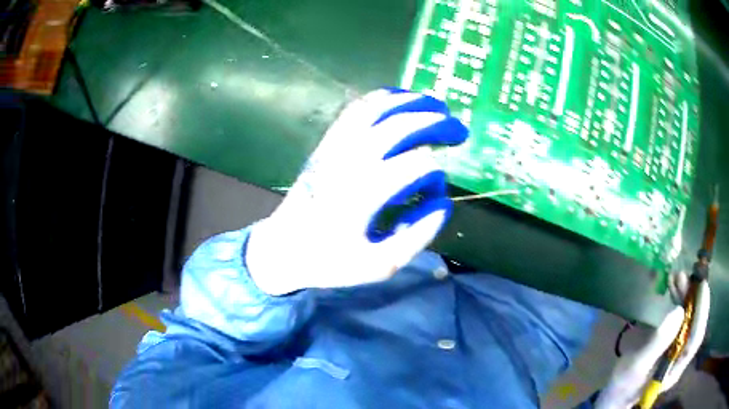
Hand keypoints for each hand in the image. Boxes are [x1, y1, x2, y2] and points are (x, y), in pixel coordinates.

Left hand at [246, 88, 467, 294]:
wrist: (283, 248)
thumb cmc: (331, 261)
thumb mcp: (379, 266)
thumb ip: (417, 236)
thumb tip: (443, 202)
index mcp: (363, 196)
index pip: (415, 167)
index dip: (435, 175)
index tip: (436, 192)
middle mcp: (350, 162)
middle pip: (401, 127)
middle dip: (437, 123)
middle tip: (459, 129)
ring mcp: (335, 147)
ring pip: (378, 109)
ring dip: (412, 102)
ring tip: (438, 105)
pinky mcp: (327, 143)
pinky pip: (357, 110)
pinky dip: (383, 98)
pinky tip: (402, 99)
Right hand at [595, 272, 710, 408]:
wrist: (614, 396)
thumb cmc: (624, 385)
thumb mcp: (637, 366)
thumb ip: (658, 342)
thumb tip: (679, 311)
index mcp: (676, 368)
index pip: (696, 339)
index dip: (702, 312)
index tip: (702, 286)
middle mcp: (680, 357)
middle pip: (694, 325)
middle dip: (693, 299)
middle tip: (686, 276)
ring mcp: (676, 350)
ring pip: (688, 320)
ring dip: (686, 297)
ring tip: (678, 277)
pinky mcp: (671, 344)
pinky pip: (680, 320)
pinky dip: (679, 302)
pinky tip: (674, 289)